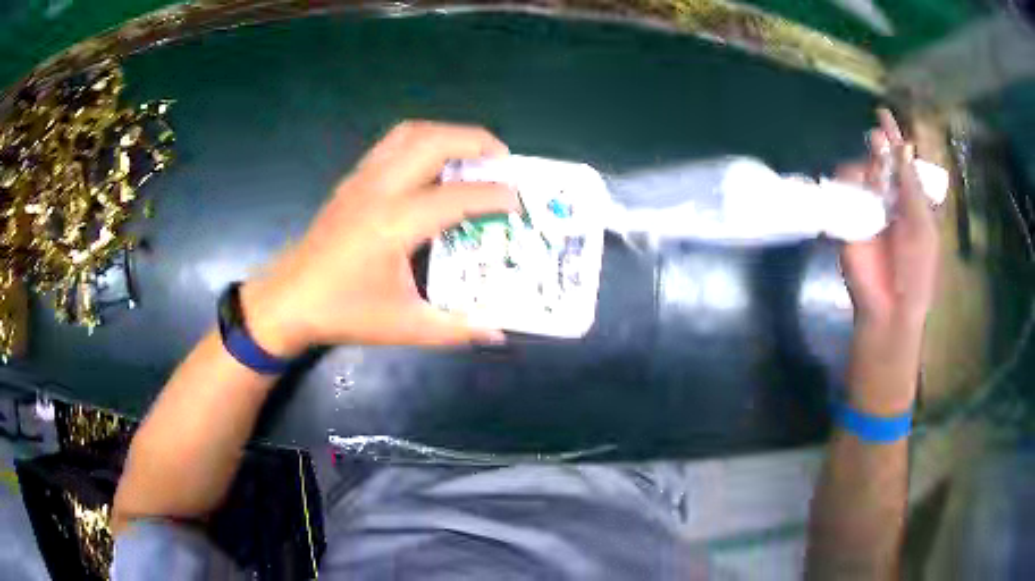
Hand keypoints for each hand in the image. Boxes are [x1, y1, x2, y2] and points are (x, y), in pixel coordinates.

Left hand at [240, 121, 518, 354]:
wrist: (290, 299)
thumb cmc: (344, 311)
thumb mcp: (404, 326)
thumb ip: (455, 328)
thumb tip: (498, 331)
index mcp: (395, 224)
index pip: (457, 197)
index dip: (494, 196)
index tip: (519, 203)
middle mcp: (380, 190)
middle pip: (434, 141)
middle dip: (476, 141)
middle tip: (503, 160)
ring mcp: (363, 179)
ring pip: (411, 133)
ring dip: (448, 134)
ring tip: (473, 153)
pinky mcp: (353, 180)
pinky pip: (393, 143)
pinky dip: (422, 140)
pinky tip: (433, 163)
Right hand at [836, 109, 939, 330]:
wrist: (890, 308)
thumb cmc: (916, 271)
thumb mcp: (923, 226)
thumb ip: (912, 188)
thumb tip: (902, 148)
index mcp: (912, 203)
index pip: (903, 164)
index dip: (896, 139)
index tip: (885, 115)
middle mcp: (889, 201)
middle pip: (881, 162)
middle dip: (880, 147)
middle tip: (878, 139)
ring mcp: (867, 209)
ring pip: (860, 172)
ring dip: (867, 168)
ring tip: (874, 181)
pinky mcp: (847, 219)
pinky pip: (842, 190)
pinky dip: (847, 183)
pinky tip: (858, 191)